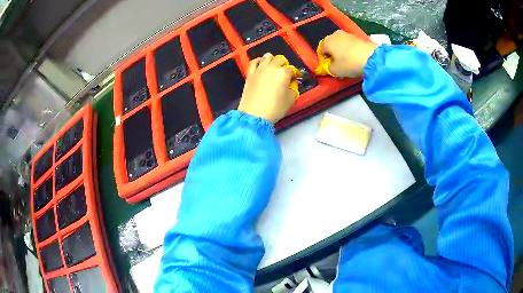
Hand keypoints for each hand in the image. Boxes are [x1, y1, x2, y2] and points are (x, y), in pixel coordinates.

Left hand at [238, 53, 297, 123]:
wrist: (254, 114)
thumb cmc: (275, 108)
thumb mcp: (291, 99)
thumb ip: (293, 89)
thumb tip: (291, 84)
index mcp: (284, 73)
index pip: (292, 70)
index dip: (295, 74)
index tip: (295, 79)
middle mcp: (272, 67)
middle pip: (280, 60)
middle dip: (284, 66)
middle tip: (285, 74)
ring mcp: (260, 69)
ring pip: (267, 57)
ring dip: (272, 60)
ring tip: (274, 66)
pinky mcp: (250, 74)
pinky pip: (254, 62)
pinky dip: (259, 61)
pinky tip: (261, 63)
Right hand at [320, 30, 377, 77]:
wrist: (371, 57)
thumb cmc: (349, 63)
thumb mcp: (335, 71)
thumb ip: (328, 68)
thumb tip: (329, 66)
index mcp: (326, 41)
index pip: (321, 50)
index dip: (325, 59)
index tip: (330, 66)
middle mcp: (335, 34)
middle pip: (331, 45)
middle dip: (334, 53)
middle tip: (339, 63)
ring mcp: (347, 34)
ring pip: (341, 43)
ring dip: (343, 51)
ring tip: (349, 61)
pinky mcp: (358, 36)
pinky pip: (351, 44)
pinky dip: (351, 49)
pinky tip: (356, 57)